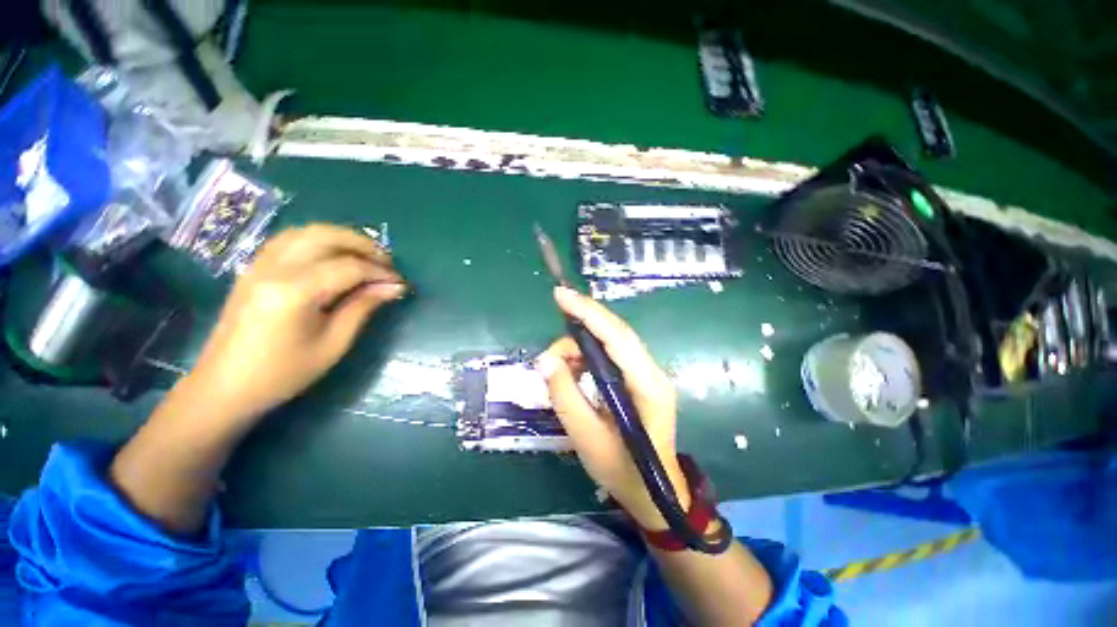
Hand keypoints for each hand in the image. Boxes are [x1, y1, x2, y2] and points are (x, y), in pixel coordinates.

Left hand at [188, 224, 405, 423]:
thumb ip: (363, 307)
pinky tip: (333, 255)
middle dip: (364, 245)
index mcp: (294, 292)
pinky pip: (290, 239)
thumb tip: (394, 287)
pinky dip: (318, 240)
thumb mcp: (333, 344)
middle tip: (388, 263)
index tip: (401, 283)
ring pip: (307, 231)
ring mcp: (259, 264)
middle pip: (326, 236)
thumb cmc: (284, 373)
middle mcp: (274, 269)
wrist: (225, 386)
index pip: (349, 267)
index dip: (380, 272)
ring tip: (366, 256)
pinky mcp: (254, 268)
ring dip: (342, 238)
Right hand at [537, 286, 688, 529]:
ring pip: (609, 343)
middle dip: (579, 328)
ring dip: (579, 350)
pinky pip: (608, 356)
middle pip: (614, 333)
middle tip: (550, 349)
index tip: (561, 295)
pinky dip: (586, 359)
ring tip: (556, 371)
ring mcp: (646, 374)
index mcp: (647, 384)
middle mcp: (651, 371)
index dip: (588, 312)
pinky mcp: (638, 378)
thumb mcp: (586, 437)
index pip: (616, 336)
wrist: (654, 493)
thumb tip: (544, 361)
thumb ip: (564, 395)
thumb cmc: (623, 470)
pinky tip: (571, 374)